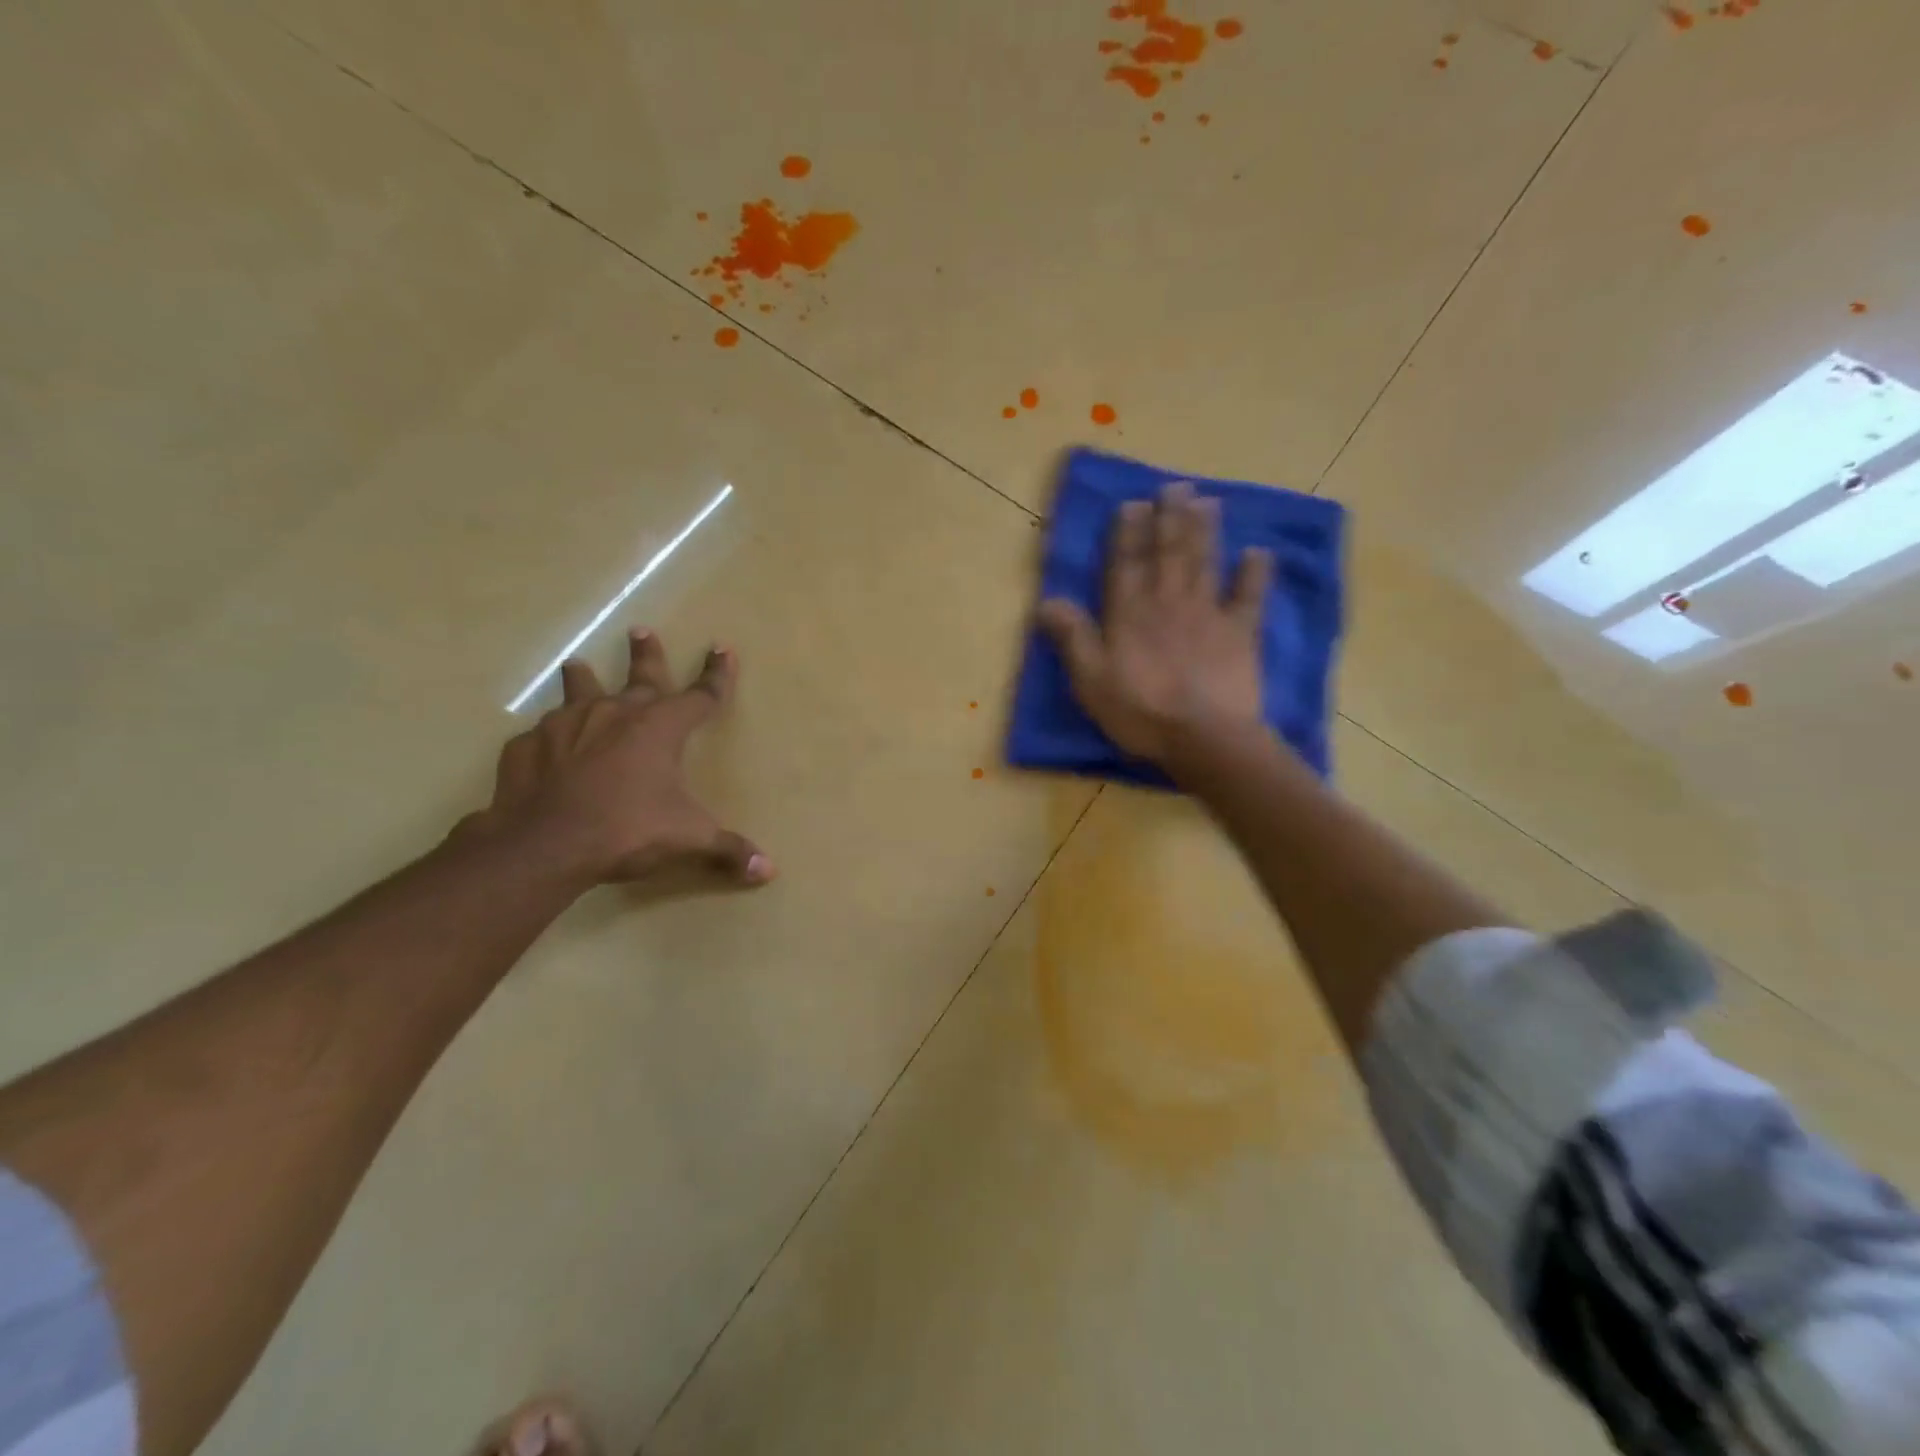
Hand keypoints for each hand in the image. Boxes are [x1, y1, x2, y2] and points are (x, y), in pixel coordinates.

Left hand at [470, 628, 773, 887]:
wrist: (543, 844)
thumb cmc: (627, 830)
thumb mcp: (688, 840)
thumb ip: (729, 850)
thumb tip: (769, 871)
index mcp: (661, 728)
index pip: (701, 694)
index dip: (716, 674)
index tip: (721, 649)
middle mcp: (616, 713)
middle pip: (639, 676)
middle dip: (646, 654)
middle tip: (640, 630)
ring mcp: (567, 725)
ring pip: (580, 692)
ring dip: (583, 679)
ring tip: (577, 665)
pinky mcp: (528, 746)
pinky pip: (544, 735)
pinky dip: (550, 738)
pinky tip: (545, 747)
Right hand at [1037, 481, 1271, 764]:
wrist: (1204, 737)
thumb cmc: (1140, 712)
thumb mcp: (1090, 680)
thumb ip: (1073, 638)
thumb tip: (1047, 600)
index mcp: (1130, 614)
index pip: (1126, 565)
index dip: (1128, 533)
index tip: (1133, 503)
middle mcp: (1168, 603)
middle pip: (1169, 553)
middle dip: (1170, 518)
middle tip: (1175, 486)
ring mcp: (1208, 614)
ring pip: (1205, 563)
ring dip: (1205, 531)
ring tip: (1207, 501)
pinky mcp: (1241, 633)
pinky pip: (1249, 597)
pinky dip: (1255, 574)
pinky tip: (1258, 553)